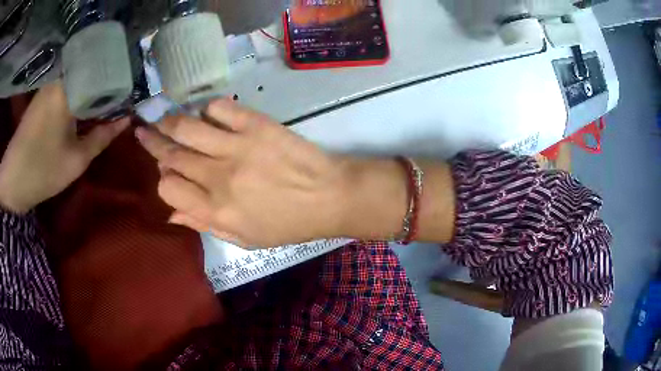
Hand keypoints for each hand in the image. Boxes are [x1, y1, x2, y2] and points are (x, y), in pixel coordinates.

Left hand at [0, 81, 129, 213]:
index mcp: (68, 88)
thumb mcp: (76, 160)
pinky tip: (84, 105)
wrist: (12, 180)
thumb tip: (126, 120)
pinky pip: (66, 86)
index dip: (120, 79)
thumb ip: (102, 137)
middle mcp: (59, 78)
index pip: (103, 71)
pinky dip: (78, 93)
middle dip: (108, 82)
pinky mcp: (42, 95)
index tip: (134, 89)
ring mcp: (49, 85)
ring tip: (107, 99)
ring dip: (92, 88)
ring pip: (78, 78)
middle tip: (124, 95)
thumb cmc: (42, 171)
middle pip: (91, 71)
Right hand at [136, 99, 351, 247]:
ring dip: (169, 121)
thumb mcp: (245, 239)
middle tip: (143, 131)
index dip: (163, 180)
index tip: (166, 174)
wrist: (329, 197)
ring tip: (162, 119)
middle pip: (171, 155)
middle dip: (153, 143)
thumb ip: (205, 225)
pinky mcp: (256, 124)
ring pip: (186, 127)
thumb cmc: (288, 224)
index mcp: (215, 210)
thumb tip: (171, 214)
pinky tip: (208, 114)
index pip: (168, 189)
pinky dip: (208, 109)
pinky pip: (219, 108)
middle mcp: (218, 177)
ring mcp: (236, 147)